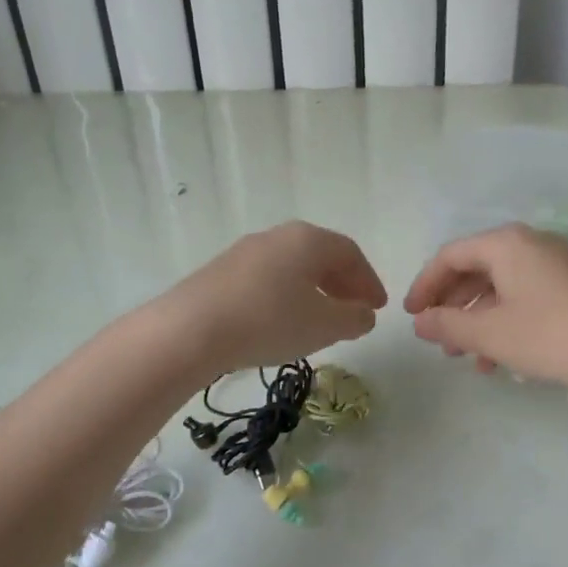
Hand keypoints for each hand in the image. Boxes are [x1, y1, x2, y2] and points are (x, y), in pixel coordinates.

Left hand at [161, 221, 386, 372]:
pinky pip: (267, 279)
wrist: (190, 330)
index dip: (369, 281)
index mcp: (308, 240)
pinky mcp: (220, 273)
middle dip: (342, 284)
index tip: (377, 308)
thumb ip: (354, 318)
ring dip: (314, 291)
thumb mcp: (324, 326)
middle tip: (354, 311)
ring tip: (320, 320)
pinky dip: (286, 296)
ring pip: (292, 268)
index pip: (350, 254)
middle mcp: (277, 236)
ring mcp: (245, 252)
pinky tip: (282, 322)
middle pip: (320, 256)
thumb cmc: (269, 321)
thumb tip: (365, 314)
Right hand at [403, 224, 567, 397]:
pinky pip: (524, 297)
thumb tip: (419, 322)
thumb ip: (447, 325)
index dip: (424, 286)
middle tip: (437, 339)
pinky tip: (498, 360)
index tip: (411, 316)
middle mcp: (530, 244)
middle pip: (475, 269)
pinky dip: (504, 322)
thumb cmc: (548, 336)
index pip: (450, 256)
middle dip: (451, 306)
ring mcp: (554, 264)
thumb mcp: (489, 334)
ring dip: (477, 320)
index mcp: (506, 243)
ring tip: (465, 357)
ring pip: (500, 287)